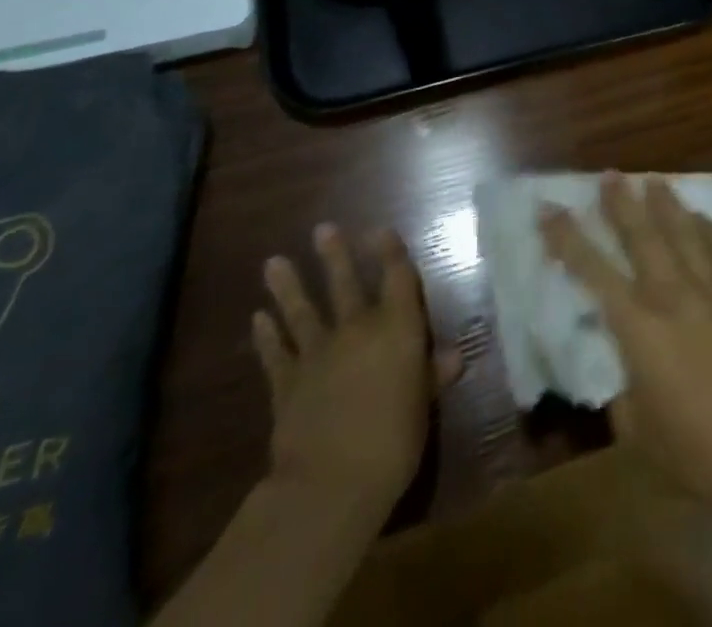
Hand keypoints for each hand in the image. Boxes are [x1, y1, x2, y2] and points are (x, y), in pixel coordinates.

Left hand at [252, 224, 461, 512]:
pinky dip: (266, 335)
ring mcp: (318, 354)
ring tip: (274, 261)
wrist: (330, 483)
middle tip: (322, 228)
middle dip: (336, 256)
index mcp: (397, 329)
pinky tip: (258, 318)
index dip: (390, 252)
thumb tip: (453, 355)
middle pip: (346, 284)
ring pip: (303, 311)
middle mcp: (358, 329)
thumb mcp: (422, 408)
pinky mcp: (286, 383)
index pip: (397, 279)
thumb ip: (432, 376)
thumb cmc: (393, 441)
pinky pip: (276, 353)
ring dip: (289, 286)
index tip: (380, 229)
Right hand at [541, 175, 711, 514]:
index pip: (593, 270)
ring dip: (665, 204)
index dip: (567, 237)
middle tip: (610, 175)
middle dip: (621, 203)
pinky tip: (701, 216)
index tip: (549, 208)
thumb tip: (623, 362)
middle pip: (641, 236)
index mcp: (638, 327)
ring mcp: (709, 292)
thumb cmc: (690, 450)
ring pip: (683, 234)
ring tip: (653, 180)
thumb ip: (623, 385)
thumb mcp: (635, 427)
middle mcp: (671, 296)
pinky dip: (708, 229)